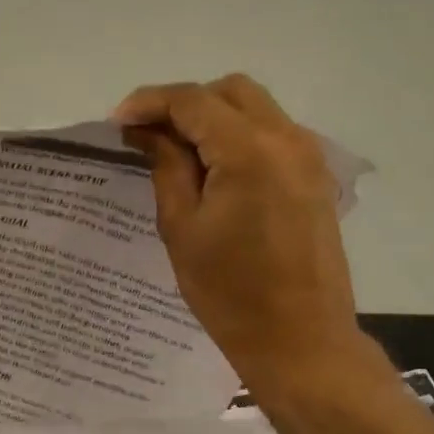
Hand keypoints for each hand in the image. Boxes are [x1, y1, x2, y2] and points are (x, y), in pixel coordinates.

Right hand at [114, 74, 364, 395]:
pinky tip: (215, 172)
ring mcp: (309, 158)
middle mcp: (287, 140)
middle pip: (230, 91)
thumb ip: (166, 166)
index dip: (150, 103)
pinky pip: (273, 135)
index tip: (117, 122)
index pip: (193, 101)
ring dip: (214, 119)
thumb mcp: (183, 228)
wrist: (300, 341)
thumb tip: (147, 130)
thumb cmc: (230, 294)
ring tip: (179, 155)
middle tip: (149, 137)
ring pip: (255, 109)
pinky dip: (239, 137)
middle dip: (185, 104)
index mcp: (250, 151)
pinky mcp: (316, 178)